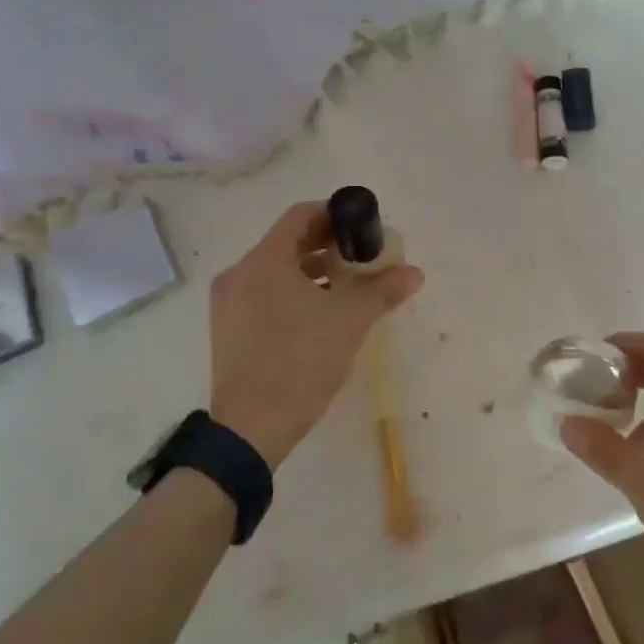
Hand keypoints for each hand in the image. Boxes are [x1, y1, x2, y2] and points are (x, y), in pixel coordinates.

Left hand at [209, 201, 423, 469]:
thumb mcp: (350, 321)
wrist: (251, 429)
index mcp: (264, 261)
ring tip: (348, 284)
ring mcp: (229, 304)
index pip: (300, 215)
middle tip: (362, 255)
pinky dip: (293, 292)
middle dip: (327, 244)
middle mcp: (239, 274)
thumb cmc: (300, 362)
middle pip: (288, 242)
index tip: (363, 225)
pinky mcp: (228, 330)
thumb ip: (383, 290)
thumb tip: (414, 273)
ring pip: (276, 270)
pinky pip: (264, 294)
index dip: (334, 213)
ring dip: (312, 270)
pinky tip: (321, 312)